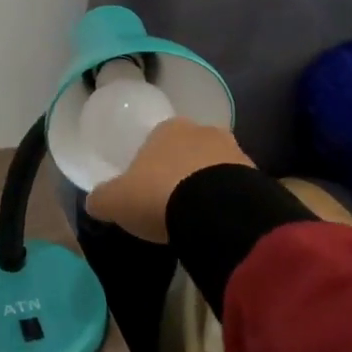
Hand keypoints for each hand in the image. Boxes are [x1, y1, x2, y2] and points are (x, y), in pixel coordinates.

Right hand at [85, 118, 252, 242]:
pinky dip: (228, 201)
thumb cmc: (158, 196)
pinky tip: (219, 222)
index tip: (147, 188)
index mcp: (168, 129)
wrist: (215, 212)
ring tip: (198, 216)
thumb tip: (94, 201)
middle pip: (189, 150)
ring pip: (215, 167)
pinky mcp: (257, 176)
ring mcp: (234, 152)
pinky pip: (237, 188)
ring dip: (208, 185)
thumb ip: (101, 198)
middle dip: (182, 171)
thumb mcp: (116, 201)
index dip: (151, 163)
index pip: (157, 140)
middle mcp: (203, 131)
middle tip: (172, 202)